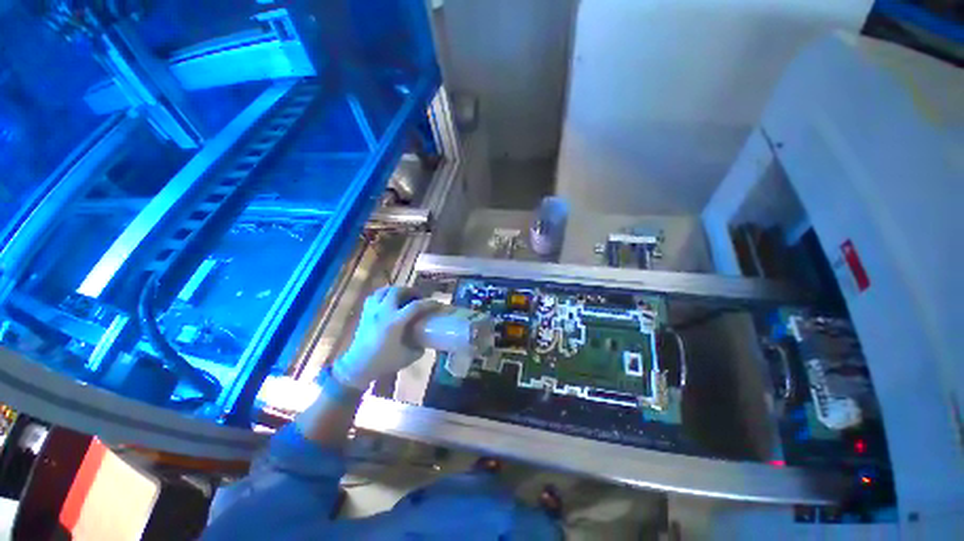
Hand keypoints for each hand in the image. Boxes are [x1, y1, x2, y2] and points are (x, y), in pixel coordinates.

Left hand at [332, 286, 441, 389]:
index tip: (437, 304)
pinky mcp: (365, 313)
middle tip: (418, 297)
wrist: (357, 367)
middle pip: (398, 291)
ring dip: (396, 290)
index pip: (415, 306)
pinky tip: (388, 301)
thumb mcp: (407, 357)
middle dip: (410, 291)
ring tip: (403, 296)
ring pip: (384, 290)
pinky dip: (383, 294)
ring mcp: (372, 311)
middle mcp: (383, 312)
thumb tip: (424, 341)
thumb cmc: (383, 362)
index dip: (429, 303)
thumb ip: (419, 348)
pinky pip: (374, 296)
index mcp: (395, 322)